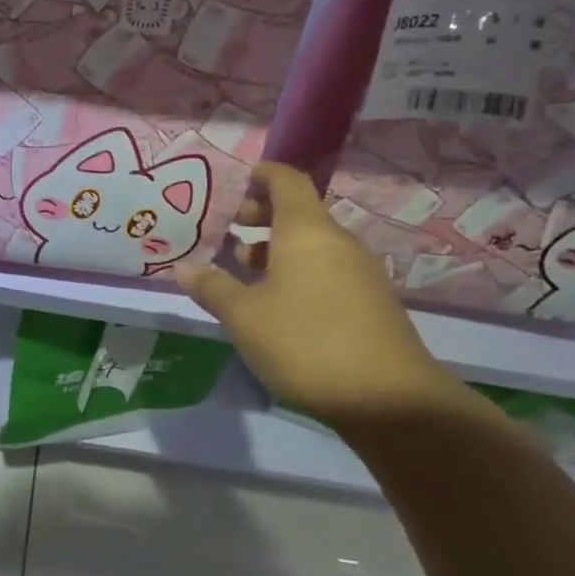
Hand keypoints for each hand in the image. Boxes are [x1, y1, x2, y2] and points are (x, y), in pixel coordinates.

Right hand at [175, 163, 466, 429]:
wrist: (391, 401)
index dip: (262, 174)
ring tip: (244, 272)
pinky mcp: (371, 301)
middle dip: (261, 216)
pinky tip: (277, 303)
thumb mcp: (244, 317)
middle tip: (229, 231)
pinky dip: (298, 271)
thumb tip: (183, 268)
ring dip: (276, 249)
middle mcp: (337, 241)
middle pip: (298, 211)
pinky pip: (327, 268)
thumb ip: (212, 287)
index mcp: (306, 230)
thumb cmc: (306, 342)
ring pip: (311, 244)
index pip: (286, 180)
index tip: (236, 182)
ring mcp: (360, 271)